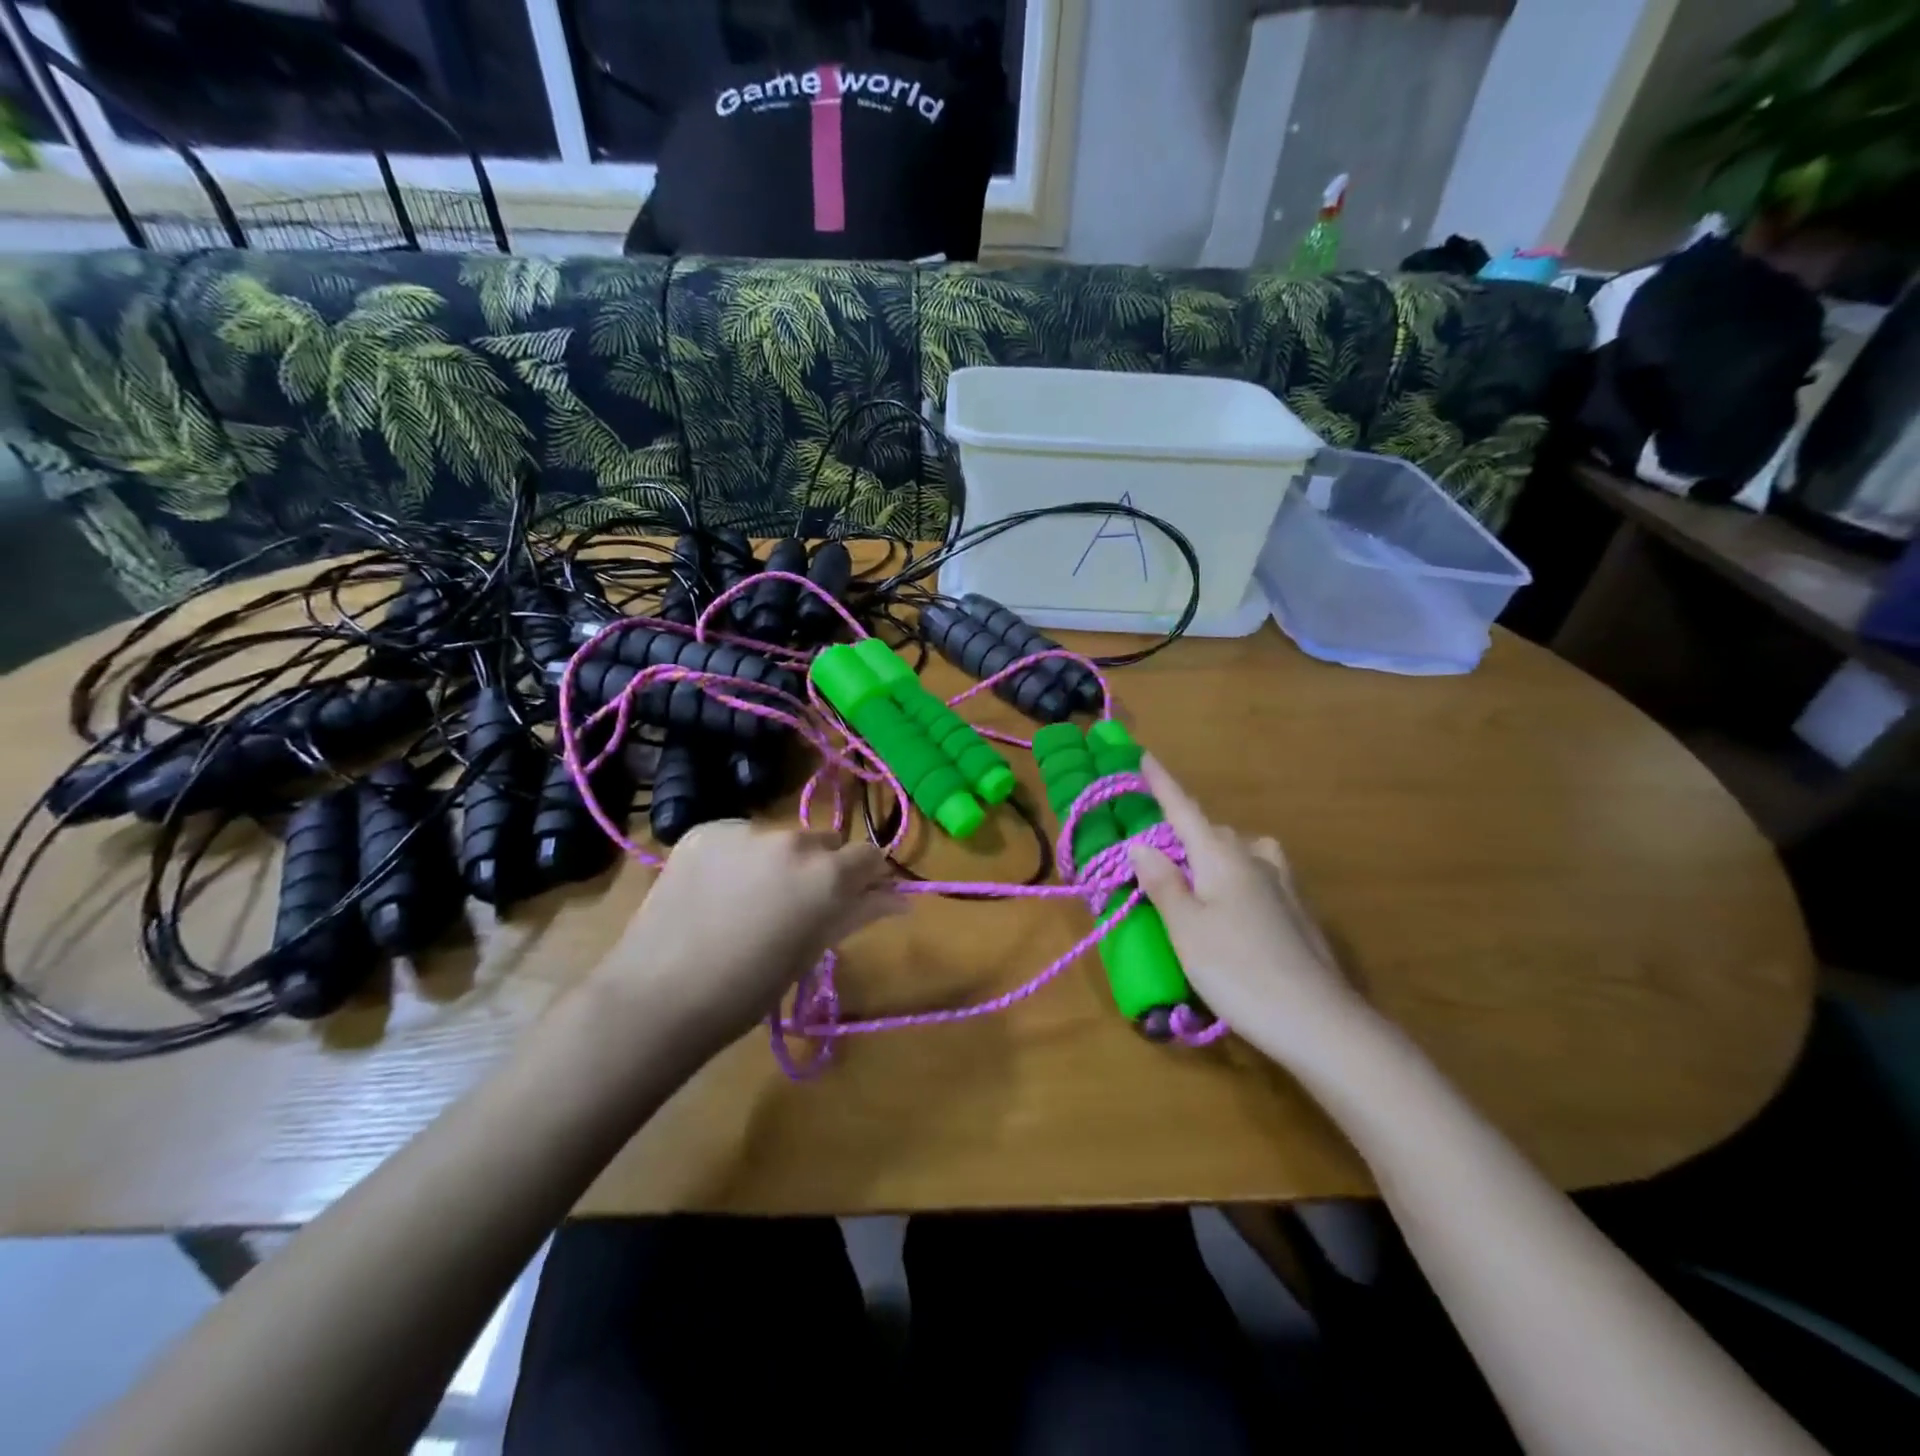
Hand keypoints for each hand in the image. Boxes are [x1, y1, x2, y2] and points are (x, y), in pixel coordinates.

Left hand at [590, 821, 904, 1052]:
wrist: (658, 996)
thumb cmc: (749, 988)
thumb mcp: (812, 952)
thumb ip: (860, 913)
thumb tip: (902, 897)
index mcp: (827, 873)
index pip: (869, 855)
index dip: (867, 876)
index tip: (856, 897)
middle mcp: (792, 839)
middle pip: (823, 843)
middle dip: (822, 867)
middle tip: (796, 906)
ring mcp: (744, 830)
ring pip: (780, 839)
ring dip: (778, 860)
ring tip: (749, 901)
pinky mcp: (705, 830)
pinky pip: (739, 836)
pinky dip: (738, 857)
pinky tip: (717, 891)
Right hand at [1128, 756, 1372, 1064]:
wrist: (1319, 1021)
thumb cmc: (1238, 970)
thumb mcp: (1185, 929)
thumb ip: (1163, 883)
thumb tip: (1141, 844)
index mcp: (1222, 857)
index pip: (1185, 811)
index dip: (1163, 785)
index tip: (1146, 756)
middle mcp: (1256, 859)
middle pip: (1213, 832)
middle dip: (1185, 832)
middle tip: (1156, 854)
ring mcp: (1284, 885)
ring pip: (1241, 852)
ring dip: (1215, 854)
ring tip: (1196, 879)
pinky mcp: (1298, 912)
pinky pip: (1258, 875)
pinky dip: (1236, 877)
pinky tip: (1233, 908)